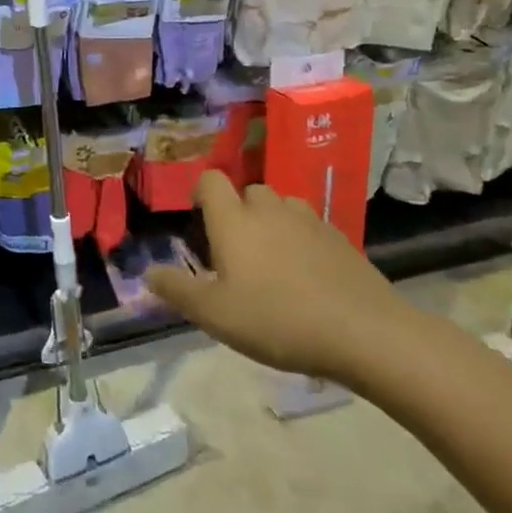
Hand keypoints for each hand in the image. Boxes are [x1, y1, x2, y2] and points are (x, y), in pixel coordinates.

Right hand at [144, 172, 417, 387]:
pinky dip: (302, 241)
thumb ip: (177, 290)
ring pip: (281, 207)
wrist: (364, 332)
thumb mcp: (215, 315)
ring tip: (273, 264)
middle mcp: (269, 209)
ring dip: (272, 224)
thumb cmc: (277, 319)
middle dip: (238, 213)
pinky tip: (307, 277)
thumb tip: (147, 273)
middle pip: (248, 192)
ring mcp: (309, 220)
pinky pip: (310, 227)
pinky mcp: (340, 238)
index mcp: (234, 219)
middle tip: (235, 254)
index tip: (199, 220)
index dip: (201, 193)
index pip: (211, 180)